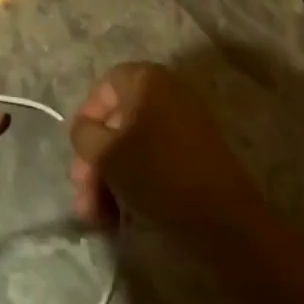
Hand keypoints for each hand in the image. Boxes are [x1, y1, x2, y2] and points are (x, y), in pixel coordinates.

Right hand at [68, 62, 263, 233]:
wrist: (224, 222)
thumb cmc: (158, 174)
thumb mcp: (106, 152)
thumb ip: (85, 134)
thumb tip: (86, 130)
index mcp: (149, 80)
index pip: (106, 86)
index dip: (88, 117)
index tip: (80, 151)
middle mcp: (169, 95)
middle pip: (118, 121)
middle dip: (95, 159)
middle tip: (83, 193)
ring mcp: (186, 127)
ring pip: (133, 147)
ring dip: (109, 179)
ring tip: (96, 216)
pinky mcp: (196, 159)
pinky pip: (155, 162)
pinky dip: (134, 184)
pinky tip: (119, 215)